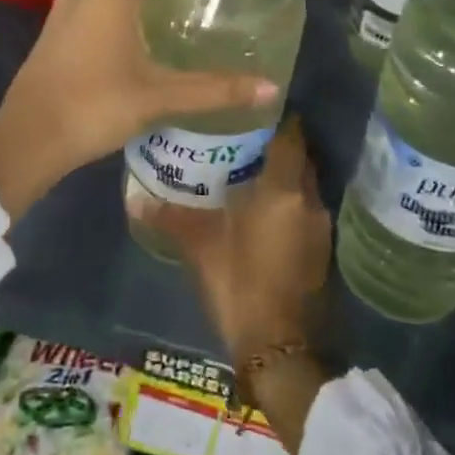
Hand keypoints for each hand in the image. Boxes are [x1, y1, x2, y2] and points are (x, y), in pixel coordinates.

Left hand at [0, 0, 278, 220]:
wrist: (25, 140)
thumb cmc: (94, 107)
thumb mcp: (158, 98)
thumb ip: (214, 90)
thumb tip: (269, 88)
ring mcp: (62, 16)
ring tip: (172, 13)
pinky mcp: (52, 37)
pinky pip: (93, 13)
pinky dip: (118, 15)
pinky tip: (134, 43)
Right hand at [154, 117, 330, 362]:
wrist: (278, 347)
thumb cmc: (239, 284)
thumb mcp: (200, 246)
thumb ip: (170, 216)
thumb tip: (134, 198)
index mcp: (283, 189)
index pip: (291, 135)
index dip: (276, 117)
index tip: (252, 108)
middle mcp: (309, 200)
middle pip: (300, 157)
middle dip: (277, 144)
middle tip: (242, 136)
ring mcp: (320, 226)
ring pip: (304, 184)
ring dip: (283, 174)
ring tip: (247, 167)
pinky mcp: (321, 249)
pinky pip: (305, 207)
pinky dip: (288, 199)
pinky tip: (261, 207)